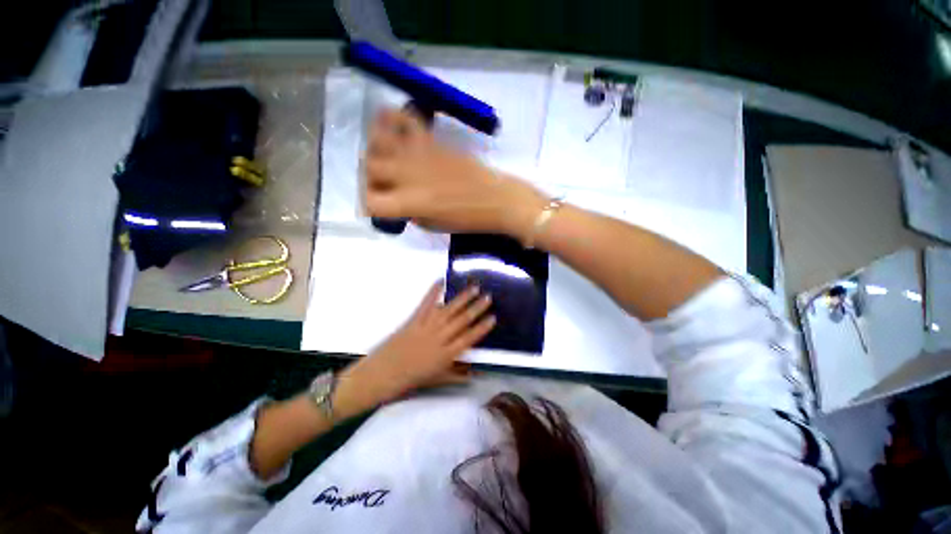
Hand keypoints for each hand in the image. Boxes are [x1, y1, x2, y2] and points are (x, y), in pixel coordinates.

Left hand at [335, 281, 495, 414]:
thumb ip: (457, 375)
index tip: (493, 317)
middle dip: (476, 308)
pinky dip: (434, 292)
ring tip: (473, 288)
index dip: (482, 328)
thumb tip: (475, 373)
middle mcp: (439, 339)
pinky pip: (426, 304)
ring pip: (448, 310)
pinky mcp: (414, 320)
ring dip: (462, 298)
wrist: (382, 375)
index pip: (469, 339)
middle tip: (488, 297)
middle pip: (462, 321)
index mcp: (446, 355)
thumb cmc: (410, 380)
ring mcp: (426, 327)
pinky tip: (441, 281)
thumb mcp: (437, 381)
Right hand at [363, 109, 547, 240]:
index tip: (379, 207)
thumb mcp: (432, 225)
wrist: (494, 199)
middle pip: (369, 169)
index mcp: (408, 203)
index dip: (370, 206)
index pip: (370, 202)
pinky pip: (405, 118)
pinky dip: (393, 117)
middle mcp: (406, 175)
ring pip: (378, 140)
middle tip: (384, 185)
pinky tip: (391, 123)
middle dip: (370, 179)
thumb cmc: (466, 219)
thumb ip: (409, 211)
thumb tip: (397, 199)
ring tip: (384, 156)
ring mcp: (418, 153)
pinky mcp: (431, 140)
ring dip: (375, 149)